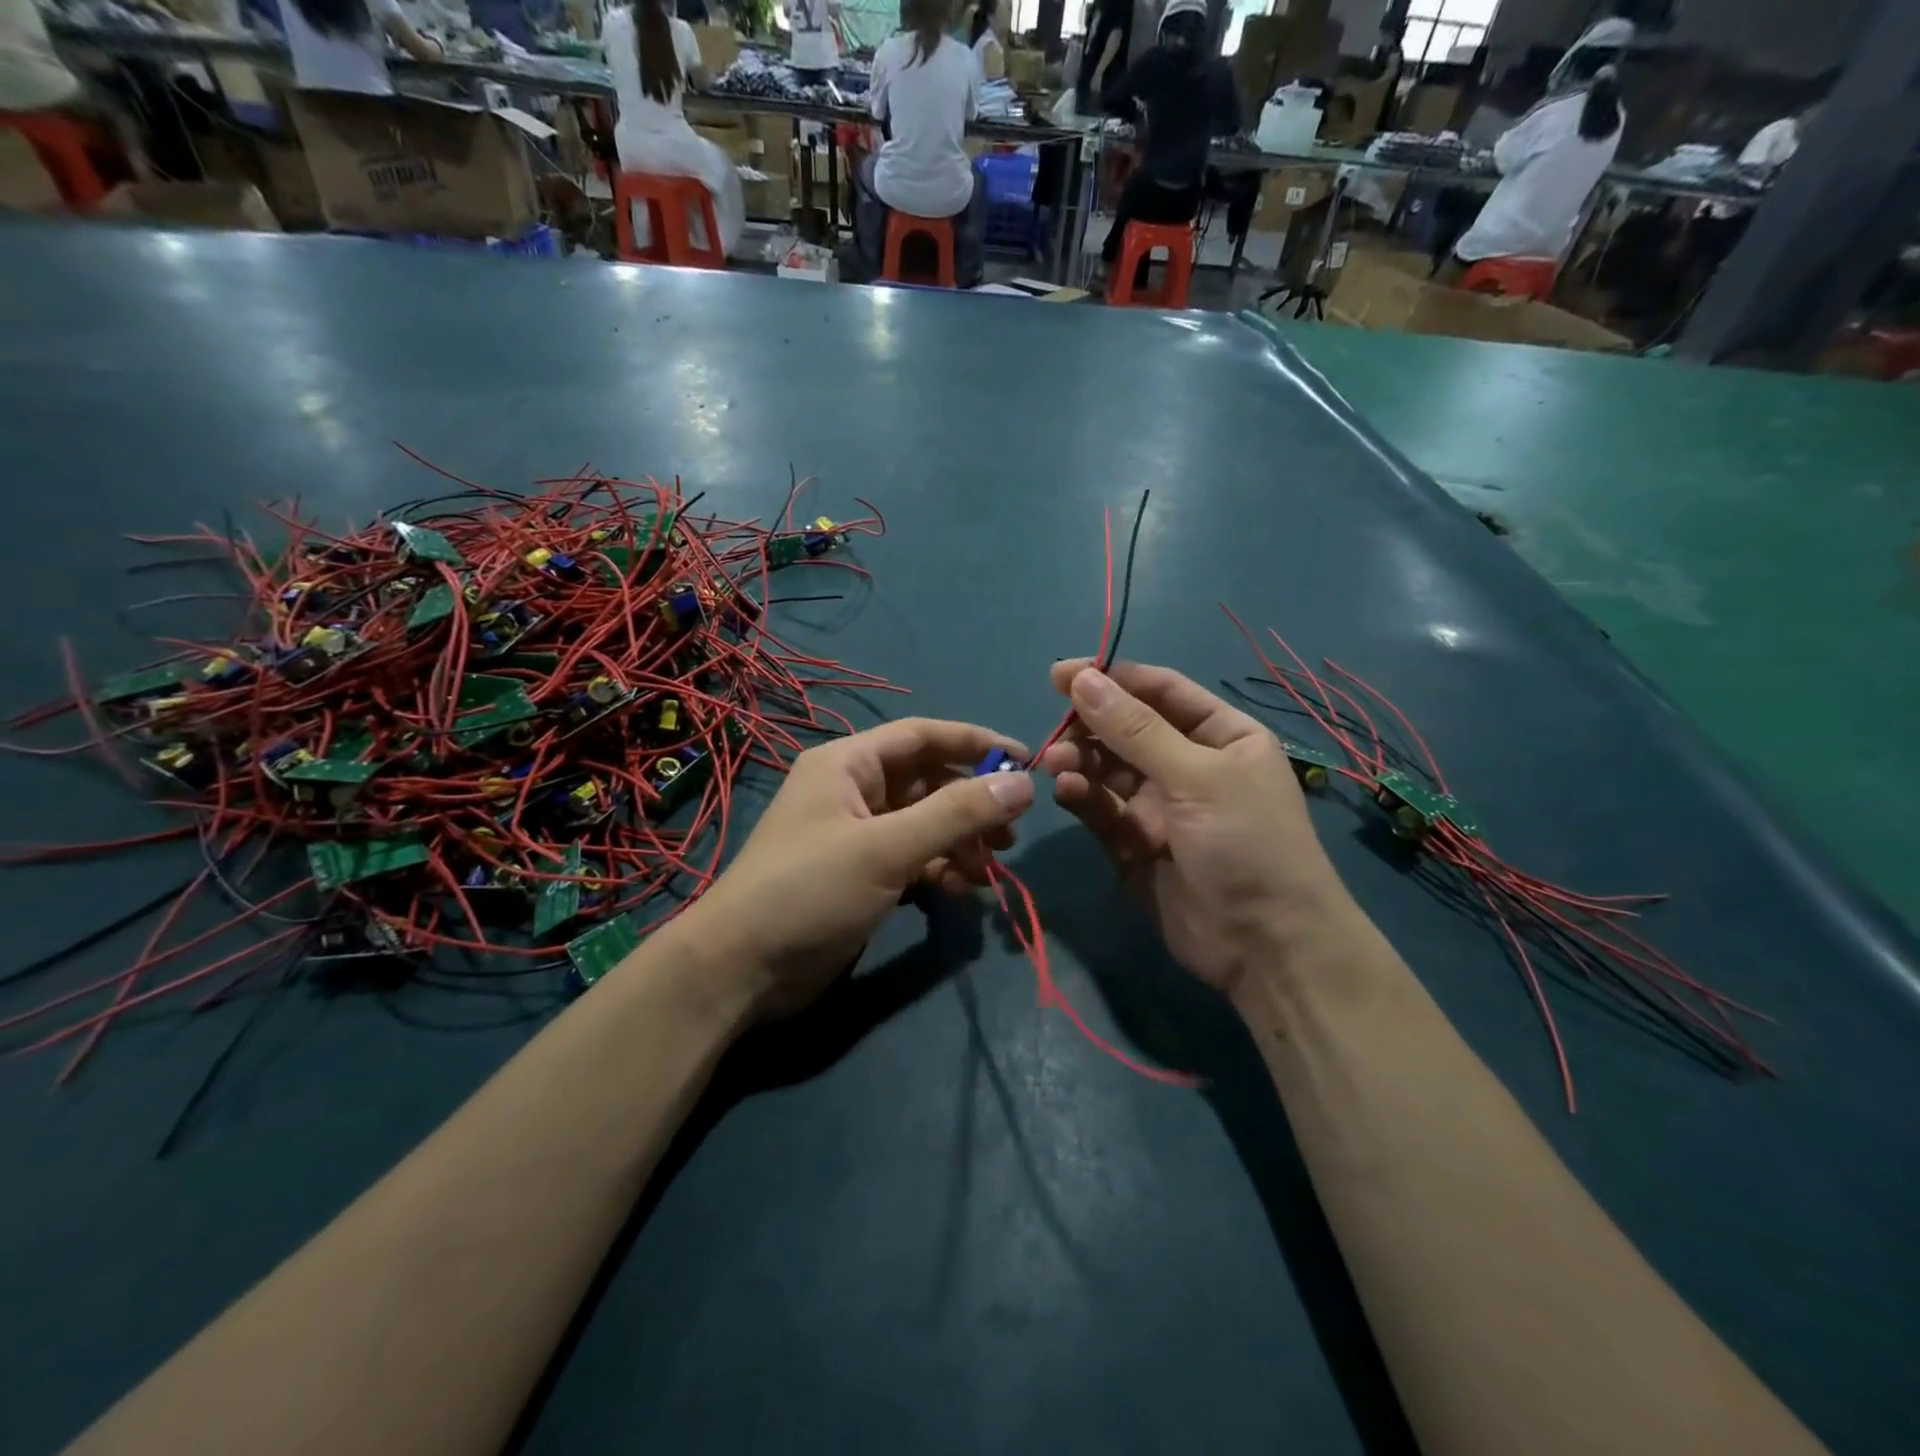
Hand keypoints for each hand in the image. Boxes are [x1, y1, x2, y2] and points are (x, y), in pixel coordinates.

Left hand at [691, 719, 1033, 1019]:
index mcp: (848, 764)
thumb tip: (1022, 783)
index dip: (976, 743)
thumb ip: (956, 813)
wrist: (741, 970)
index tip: (1026, 762)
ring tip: (991, 869)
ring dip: (961, 842)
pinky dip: (940, 870)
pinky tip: (962, 892)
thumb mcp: (887, 847)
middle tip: (1011, 833)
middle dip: (972, 804)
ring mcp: (856, 836)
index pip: (923, 736)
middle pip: (928, 782)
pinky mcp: (860, 876)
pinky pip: (913, 859)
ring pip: (924, 824)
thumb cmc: (810, 891)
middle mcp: (853, 791)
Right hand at [1039, 662, 1350, 998]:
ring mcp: (1159, 805)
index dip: (1112, 678)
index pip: (1160, 690)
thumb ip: (1136, 729)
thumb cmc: (1247, 843)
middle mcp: (1189, 764)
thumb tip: (1082, 679)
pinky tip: (1068, 792)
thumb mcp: (1197, 776)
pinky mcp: (1133, 842)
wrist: (1265, 946)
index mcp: (1221, 735)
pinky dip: (1082, 797)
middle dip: (1089, 725)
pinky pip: (1101, 808)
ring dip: (1080, 761)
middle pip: (1126, 729)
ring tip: (1056, 764)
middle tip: (1056, 730)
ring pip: (1107, 768)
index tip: (1060, 674)